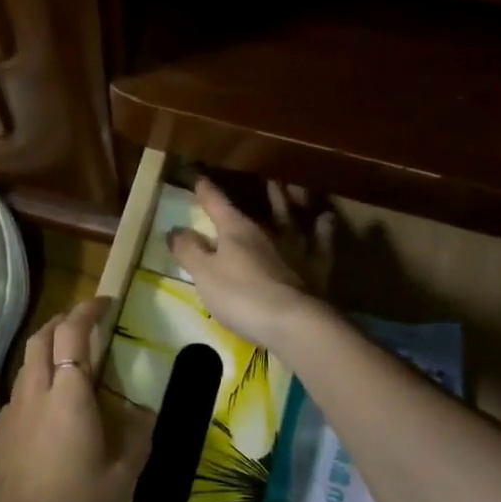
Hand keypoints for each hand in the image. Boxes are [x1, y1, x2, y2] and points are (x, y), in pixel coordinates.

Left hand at [0, 297, 150, 501]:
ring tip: (69, 360)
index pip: (72, 334)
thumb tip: (144, 412)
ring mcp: (10, 412)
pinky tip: (48, 406)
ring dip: (46, 348)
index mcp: (67, 396)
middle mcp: (34, 393)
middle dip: (62, 321)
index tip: (104, 302)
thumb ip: (136, 440)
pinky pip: (18, 391)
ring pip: (26, 363)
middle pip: (41, 338)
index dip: (87, 311)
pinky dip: (35, 379)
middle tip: (85, 323)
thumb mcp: (120, 481)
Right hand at [168, 178, 333, 349]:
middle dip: (258, 192)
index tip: (199, 178)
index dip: (206, 192)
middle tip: (262, 178)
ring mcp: (296, 248)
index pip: (217, 204)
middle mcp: (268, 231)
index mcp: (237, 230)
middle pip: (262, 206)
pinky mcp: (317, 269)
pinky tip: (325, 219)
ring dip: (292, 201)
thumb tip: (175, 230)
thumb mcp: (204, 274)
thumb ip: (189, 251)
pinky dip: (324, 228)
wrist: (294, 323)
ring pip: (293, 217)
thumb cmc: (242, 296)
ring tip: (293, 187)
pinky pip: (323, 241)